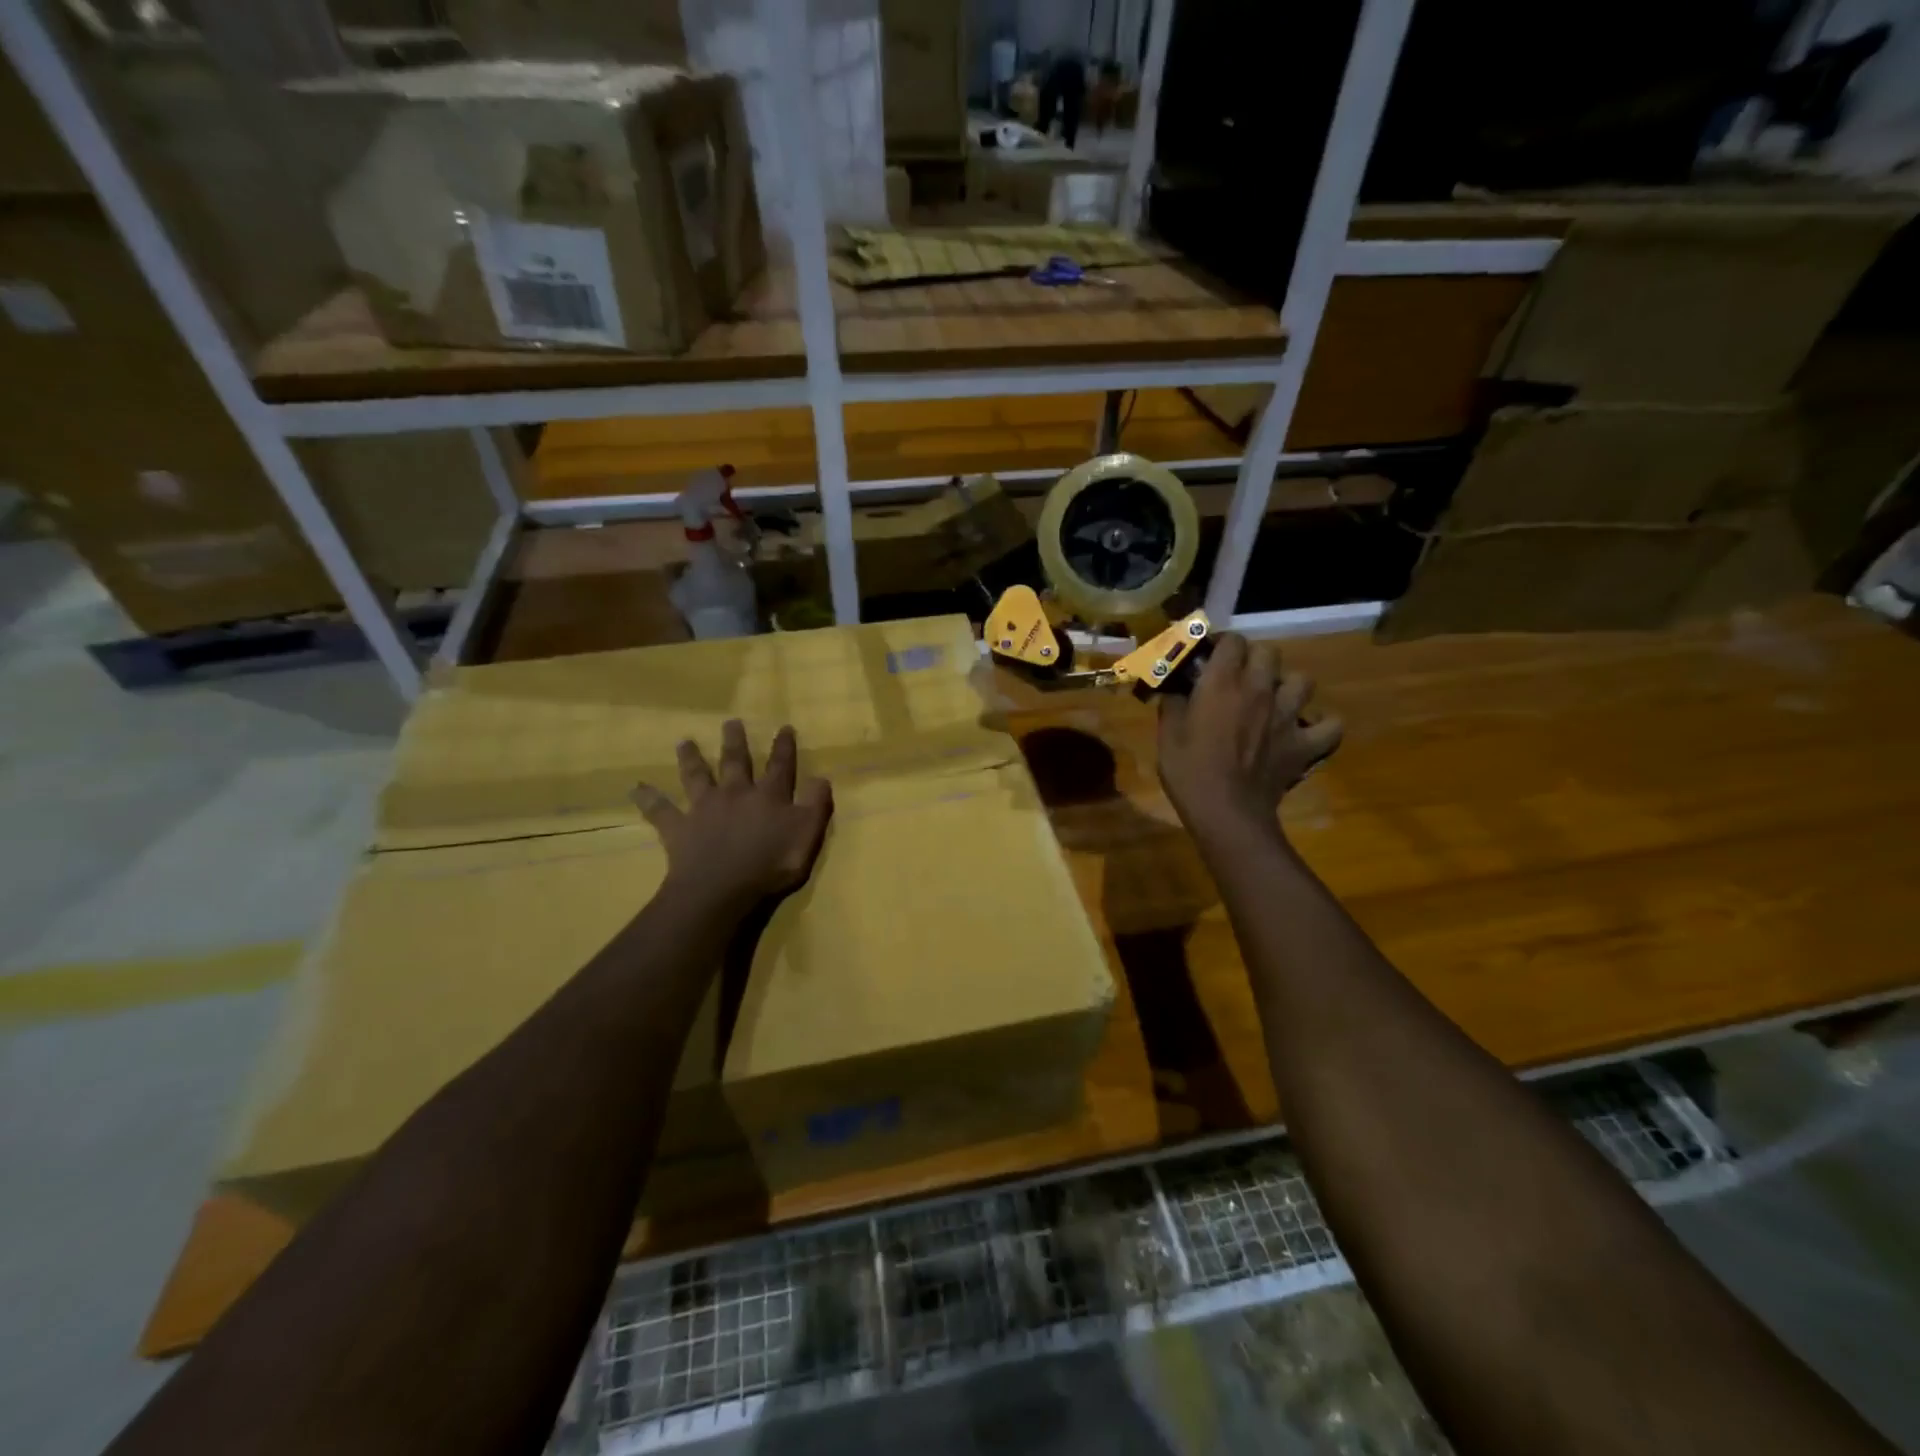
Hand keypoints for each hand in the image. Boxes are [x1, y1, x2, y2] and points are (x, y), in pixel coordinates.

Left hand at [633, 721, 833, 911]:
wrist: (722, 888)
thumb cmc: (771, 864)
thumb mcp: (807, 835)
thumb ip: (816, 805)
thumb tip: (821, 777)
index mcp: (769, 796)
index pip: (780, 766)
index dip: (784, 747)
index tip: (784, 727)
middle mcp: (735, 794)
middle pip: (735, 763)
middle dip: (735, 742)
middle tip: (730, 722)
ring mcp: (704, 809)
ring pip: (696, 777)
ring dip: (690, 759)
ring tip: (683, 742)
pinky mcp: (679, 828)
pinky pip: (660, 810)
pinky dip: (648, 798)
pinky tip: (635, 788)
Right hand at [1157, 634, 1342, 832]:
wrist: (1226, 812)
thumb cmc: (1189, 771)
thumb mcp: (1167, 735)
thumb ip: (1172, 705)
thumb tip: (1174, 690)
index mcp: (1222, 684)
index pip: (1232, 641)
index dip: (1222, 643)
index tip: (1212, 655)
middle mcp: (1259, 690)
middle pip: (1269, 652)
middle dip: (1255, 657)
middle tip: (1241, 675)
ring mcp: (1288, 716)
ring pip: (1303, 681)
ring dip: (1289, 685)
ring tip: (1276, 698)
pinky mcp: (1304, 743)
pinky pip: (1331, 726)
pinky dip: (1323, 725)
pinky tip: (1308, 728)